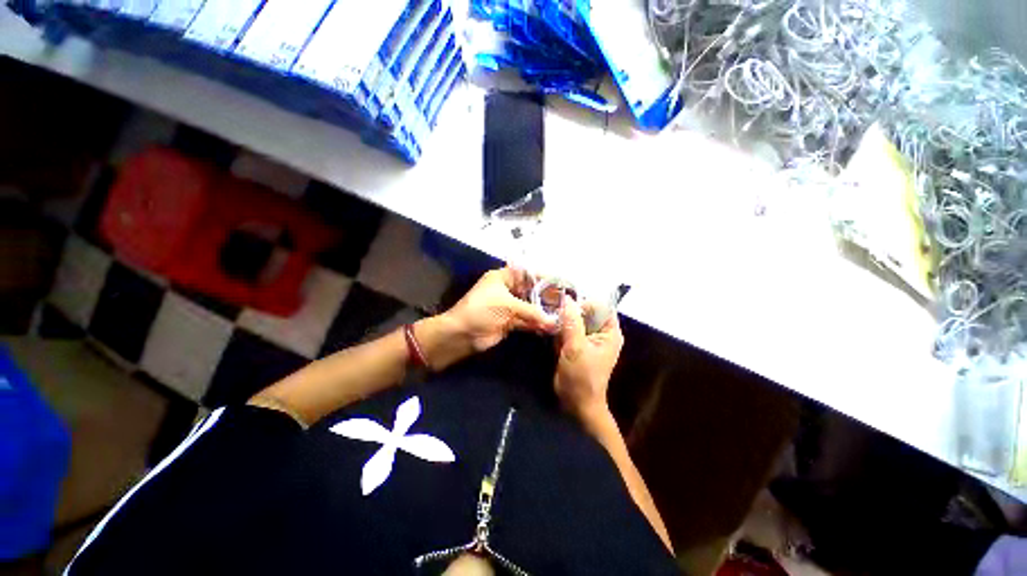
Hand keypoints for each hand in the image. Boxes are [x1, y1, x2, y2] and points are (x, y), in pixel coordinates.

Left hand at [443, 267, 558, 352]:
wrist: (461, 334)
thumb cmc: (481, 310)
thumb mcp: (507, 305)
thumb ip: (532, 311)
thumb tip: (554, 321)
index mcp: (504, 277)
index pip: (528, 273)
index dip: (543, 278)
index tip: (560, 284)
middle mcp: (508, 290)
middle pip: (531, 291)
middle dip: (546, 297)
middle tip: (566, 303)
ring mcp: (509, 307)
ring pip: (530, 307)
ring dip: (543, 312)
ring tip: (562, 316)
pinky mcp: (509, 322)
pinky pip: (527, 321)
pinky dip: (537, 324)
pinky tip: (551, 327)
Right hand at [554, 297, 623, 428]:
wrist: (575, 403)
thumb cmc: (581, 377)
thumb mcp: (576, 348)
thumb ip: (572, 323)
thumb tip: (567, 299)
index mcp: (609, 332)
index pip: (601, 306)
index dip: (585, 303)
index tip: (566, 305)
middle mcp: (600, 332)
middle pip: (587, 311)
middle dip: (571, 310)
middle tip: (554, 308)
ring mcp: (587, 338)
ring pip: (575, 320)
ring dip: (563, 319)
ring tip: (550, 318)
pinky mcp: (575, 344)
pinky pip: (567, 329)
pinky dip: (559, 328)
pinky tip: (550, 328)